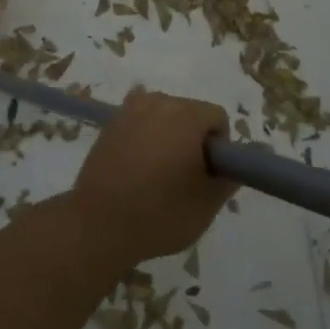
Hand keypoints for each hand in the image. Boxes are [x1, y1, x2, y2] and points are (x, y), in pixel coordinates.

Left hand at [71, 89, 235, 264]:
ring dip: (169, 133)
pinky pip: (139, 120)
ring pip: (163, 113)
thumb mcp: (206, 205)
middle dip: (194, 137)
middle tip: (186, 175)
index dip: (220, 145)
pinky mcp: (110, 123)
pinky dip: (146, 134)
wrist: (98, 225)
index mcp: (185, 116)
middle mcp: (158, 103)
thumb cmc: (159, 215)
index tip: (208, 173)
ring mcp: (130, 110)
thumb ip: (227, 180)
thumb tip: (232, 167)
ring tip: (159, 171)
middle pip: (190, 111)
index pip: (216, 116)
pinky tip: (138, 163)